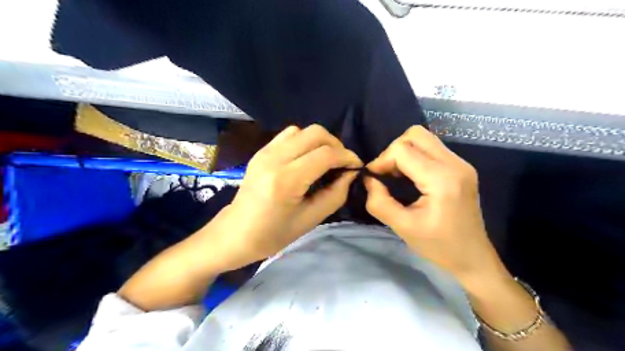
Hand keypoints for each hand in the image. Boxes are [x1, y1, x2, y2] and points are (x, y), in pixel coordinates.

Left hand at [204, 125, 361, 269]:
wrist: (236, 233)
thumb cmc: (273, 234)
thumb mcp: (310, 219)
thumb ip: (335, 194)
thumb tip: (350, 173)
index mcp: (286, 180)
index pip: (326, 154)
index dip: (347, 157)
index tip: (356, 166)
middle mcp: (275, 158)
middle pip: (316, 133)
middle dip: (336, 145)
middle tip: (342, 163)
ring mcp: (265, 152)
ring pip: (302, 130)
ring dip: (319, 141)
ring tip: (325, 159)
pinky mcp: (261, 151)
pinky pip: (288, 135)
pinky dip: (304, 141)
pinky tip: (306, 158)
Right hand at [365, 127, 504, 287]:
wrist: (473, 258)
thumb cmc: (439, 247)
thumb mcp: (403, 227)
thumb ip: (379, 202)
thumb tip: (369, 179)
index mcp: (442, 179)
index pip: (402, 150)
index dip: (382, 160)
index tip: (374, 179)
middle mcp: (455, 164)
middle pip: (415, 135)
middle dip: (393, 151)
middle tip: (387, 173)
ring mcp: (461, 163)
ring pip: (424, 138)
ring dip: (404, 152)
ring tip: (397, 175)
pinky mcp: (462, 167)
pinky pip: (432, 148)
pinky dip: (415, 156)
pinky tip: (411, 176)